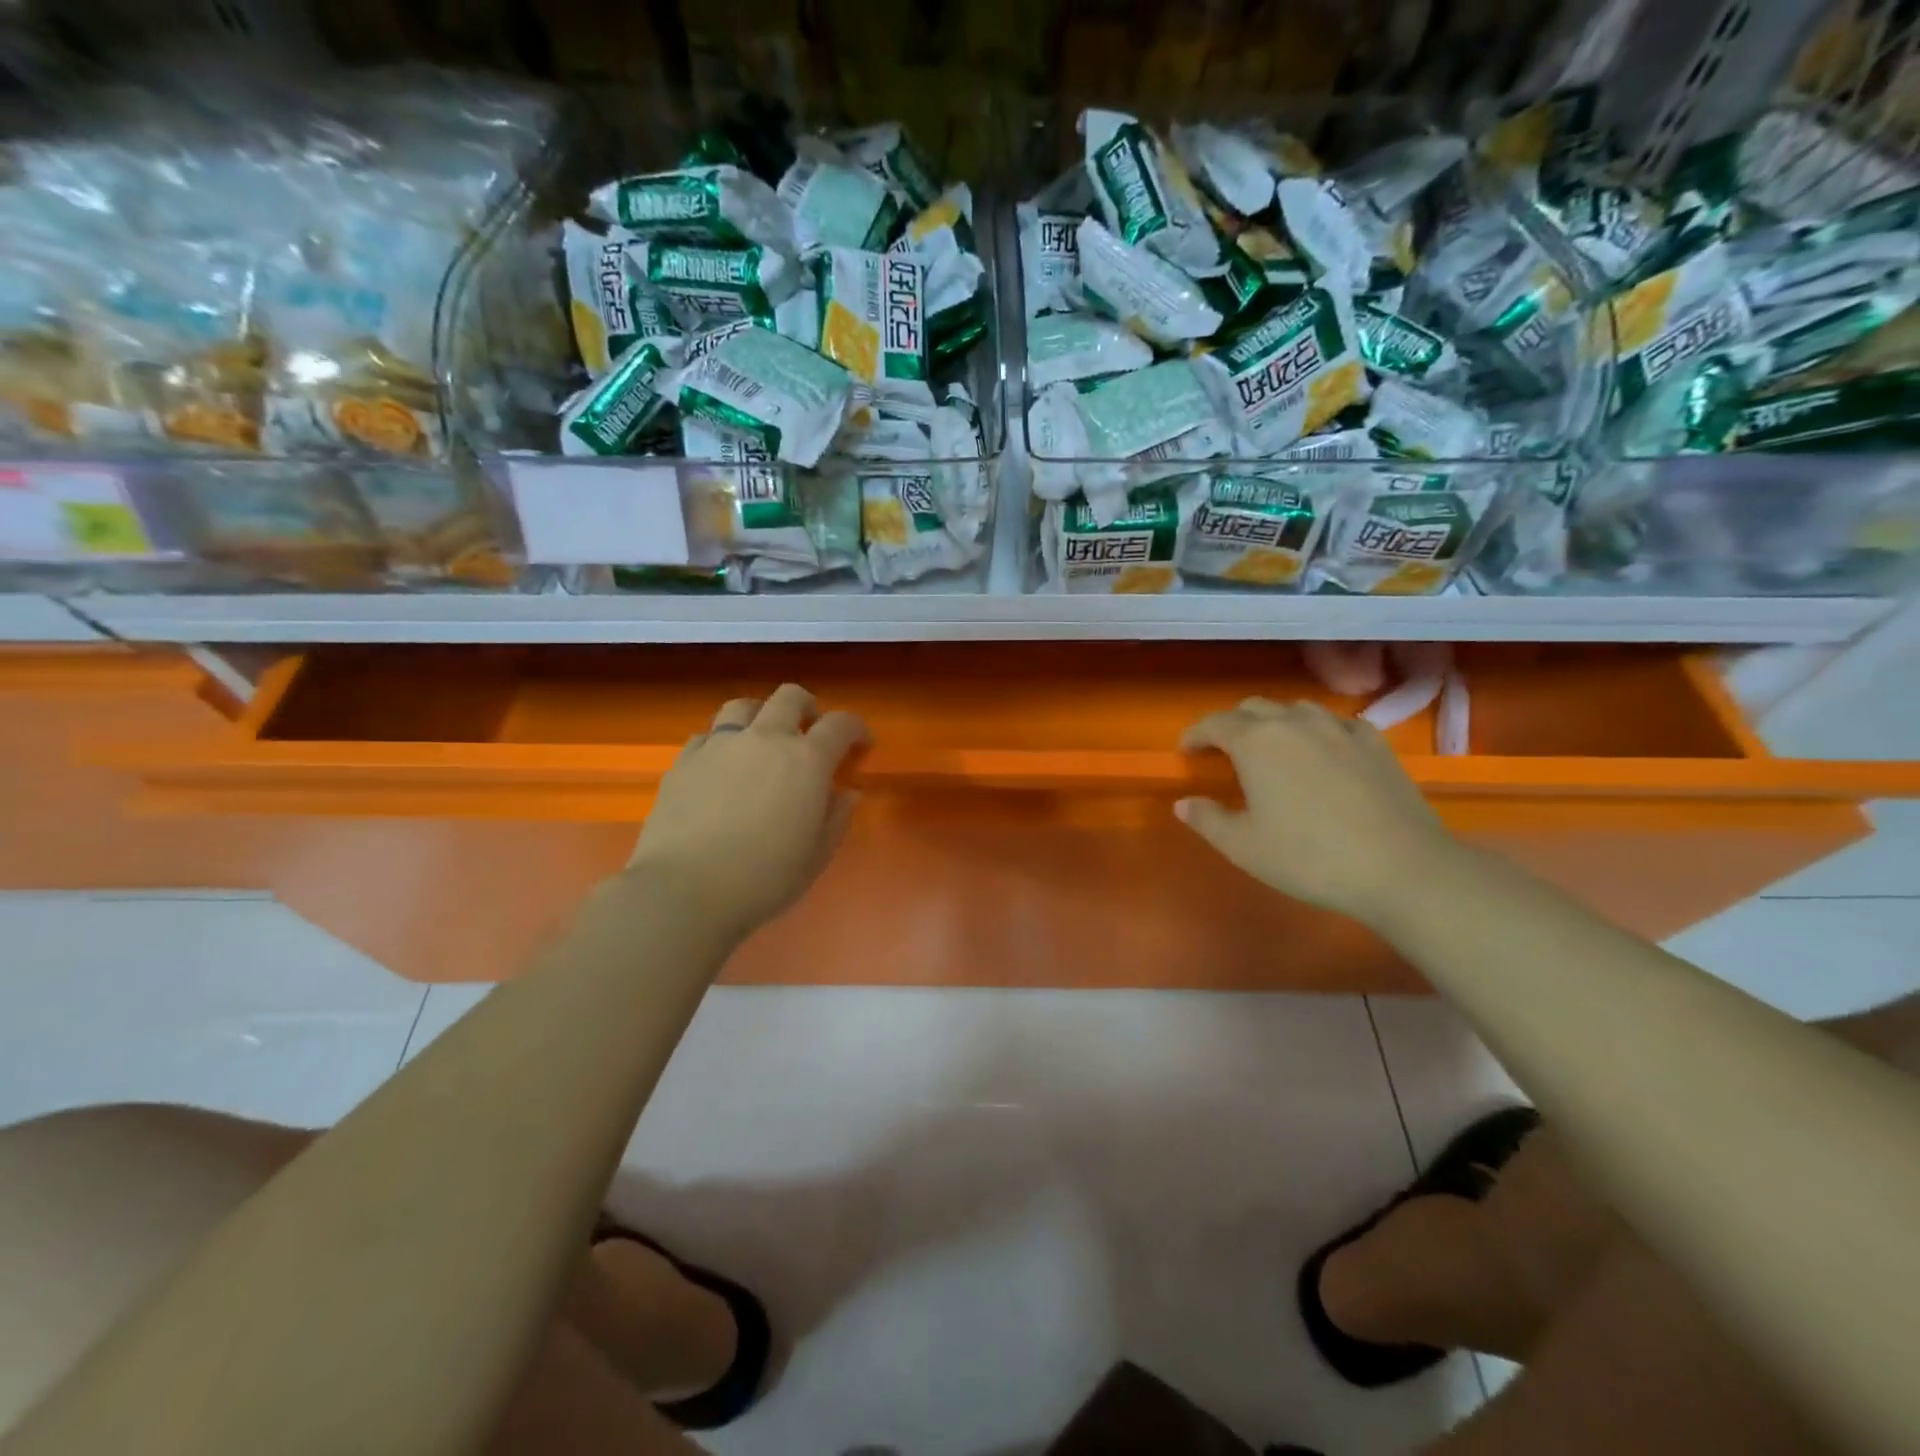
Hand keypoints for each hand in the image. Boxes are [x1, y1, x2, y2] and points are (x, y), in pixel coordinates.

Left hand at [629, 684, 868, 939]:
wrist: (685, 888)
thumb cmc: (764, 878)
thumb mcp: (816, 855)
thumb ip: (837, 818)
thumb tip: (847, 793)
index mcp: (807, 761)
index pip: (840, 724)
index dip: (855, 728)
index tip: (860, 744)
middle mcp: (765, 739)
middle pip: (790, 697)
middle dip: (807, 707)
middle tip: (810, 730)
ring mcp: (720, 745)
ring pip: (743, 706)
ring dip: (760, 715)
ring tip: (761, 740)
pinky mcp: (684, 760)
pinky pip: (707, 735)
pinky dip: (721, 742)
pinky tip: (720, 766)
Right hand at [1175, 699, 1457, 925]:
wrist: (1400, 868)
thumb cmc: (1309, 857)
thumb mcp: (1244, 847)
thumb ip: (1207, 819)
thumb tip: (1184, 803)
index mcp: (1255, 742)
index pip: (1214, 723)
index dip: (1195, 734)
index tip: (1186, 752)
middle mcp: (1294, 722)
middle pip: (1253, 708)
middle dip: (1232, 725)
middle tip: (1225, 752)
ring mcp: (1338, 728)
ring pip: (1295, 709)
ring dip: (1275, 722)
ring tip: (1273, 750)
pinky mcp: (1374, 742)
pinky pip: (1335, 722)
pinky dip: (1317, 731)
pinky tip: (1322, 753)